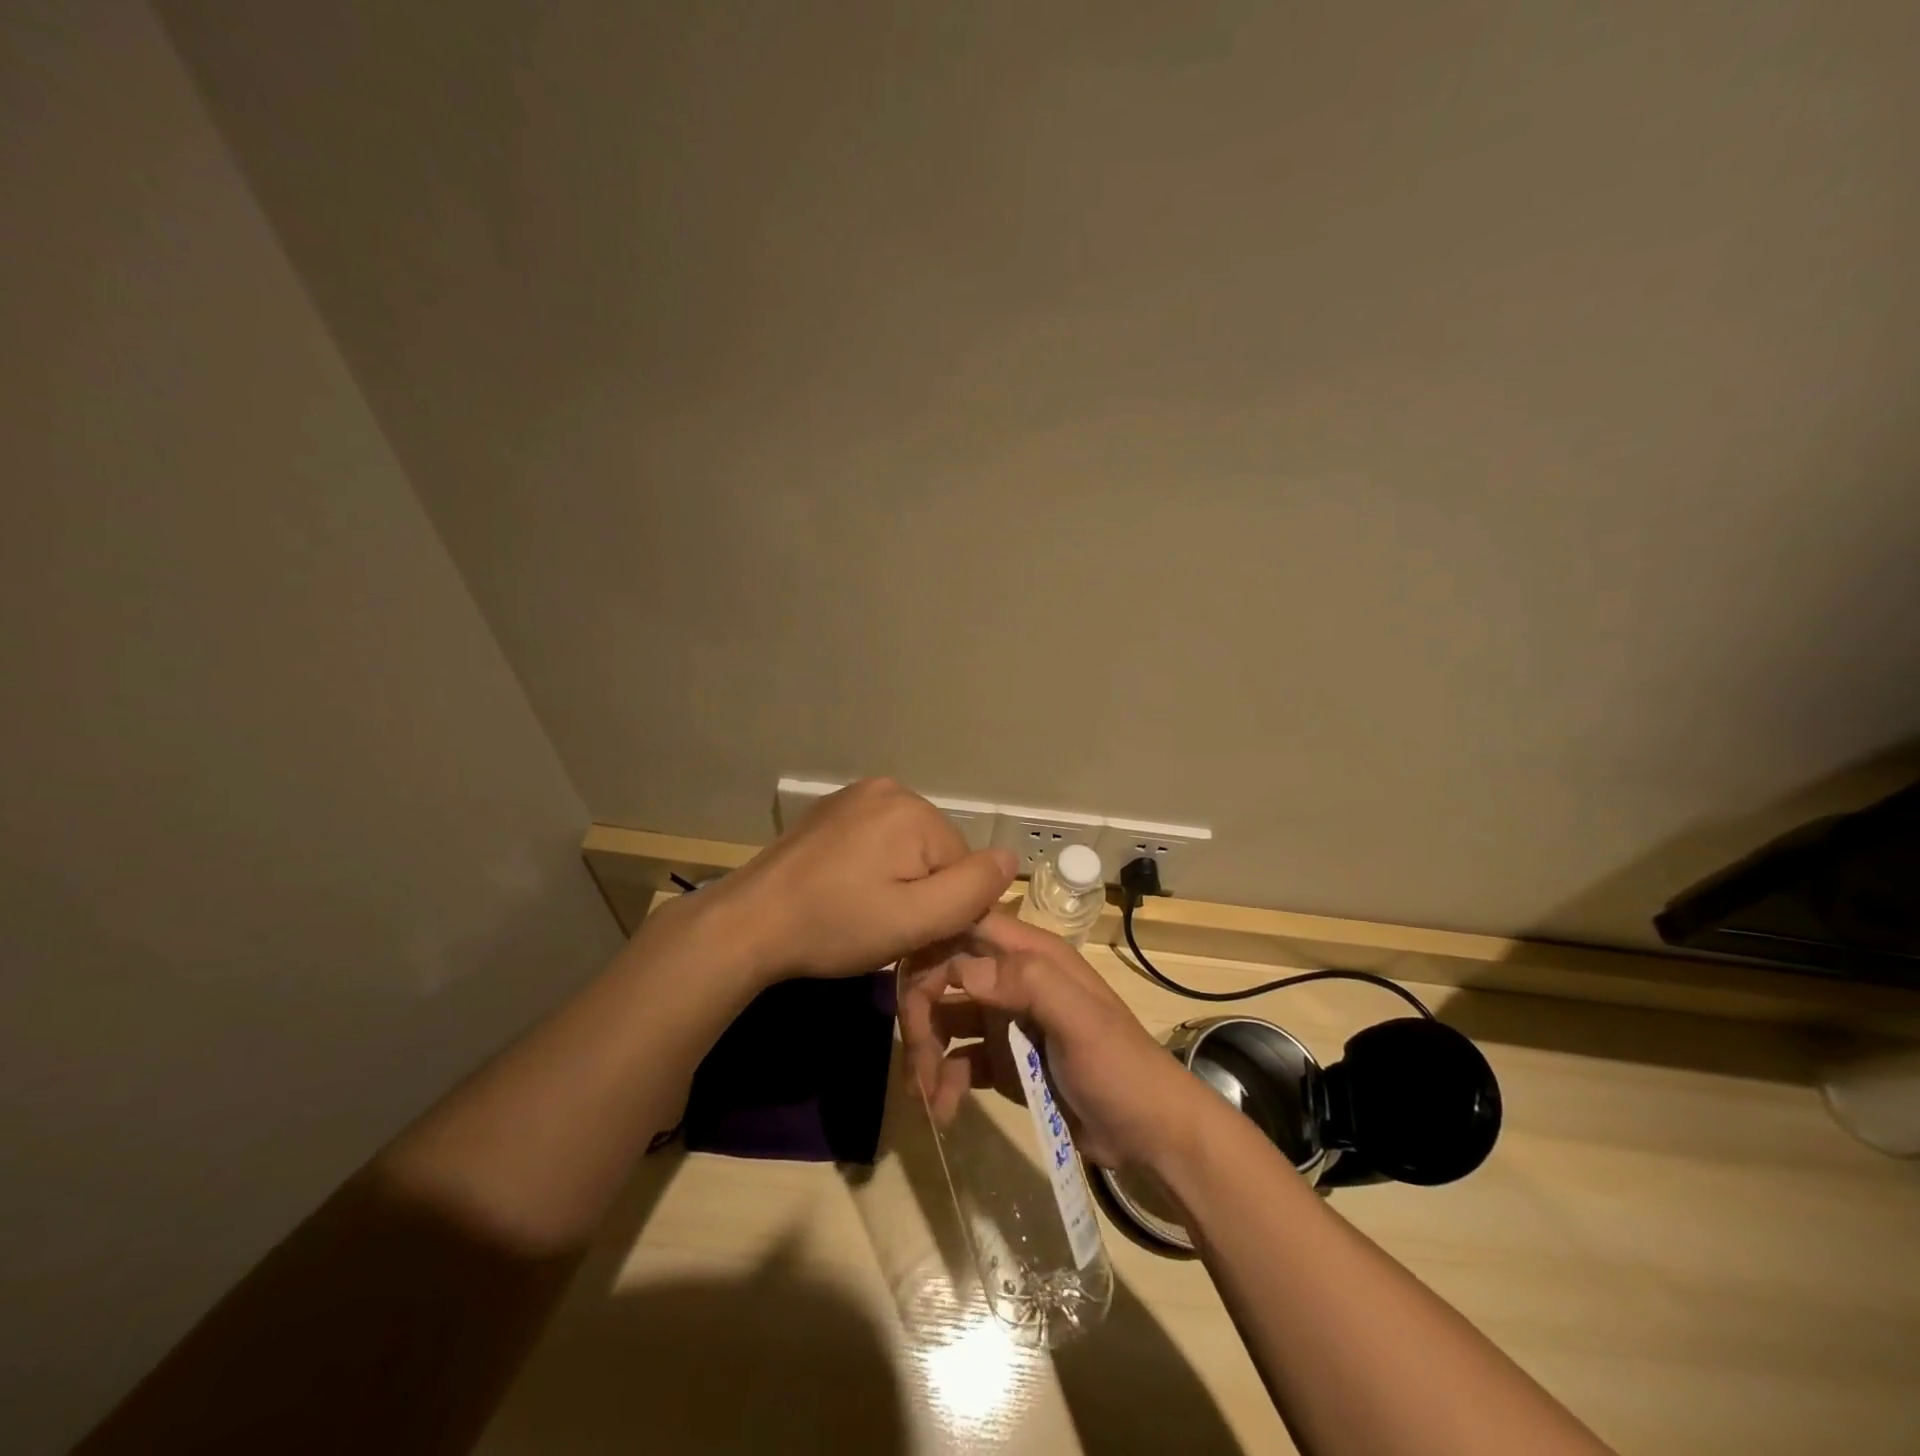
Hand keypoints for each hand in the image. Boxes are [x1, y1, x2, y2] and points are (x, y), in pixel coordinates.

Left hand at [689, 778, 1017, 984]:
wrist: (750, 922)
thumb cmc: (836, 925)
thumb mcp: (915, 920)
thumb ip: (972, 891)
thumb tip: (1011, 857)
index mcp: (913, 810)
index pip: (963, 865)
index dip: (945, 907)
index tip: (911, 933)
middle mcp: (889, 788)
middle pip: (936, 851)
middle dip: (921, 889)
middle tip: (882, 924)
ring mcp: (856, 794)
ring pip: (908, 846)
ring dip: (898, 877)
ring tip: (860, 908)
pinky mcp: (832, 808)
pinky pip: (877, 837)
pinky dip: (873, 863)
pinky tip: (844, 887)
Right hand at [897, 912, 1219, 1173]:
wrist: (1150, 1136)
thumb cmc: (1120, 1068)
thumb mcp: (1082, 1021)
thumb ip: (1028, 984)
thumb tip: (961, 969)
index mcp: (1032, 956)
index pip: (968, 927)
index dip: (932, 944)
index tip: (905, 983)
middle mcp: (1012, 980)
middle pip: (947, 975)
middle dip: (922, 1012)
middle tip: (915, 1060)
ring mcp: (1006, 1022)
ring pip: (947, 1019)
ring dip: (927, 1053)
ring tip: (924, 1096)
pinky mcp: (1002, 1062)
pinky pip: (959, 1061)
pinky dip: (945, 1082)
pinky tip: (944, 1112)